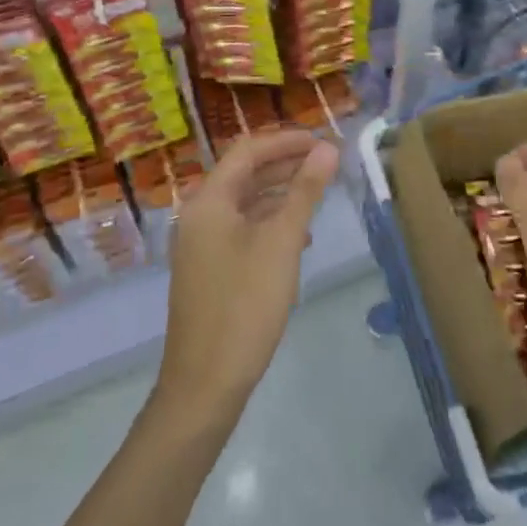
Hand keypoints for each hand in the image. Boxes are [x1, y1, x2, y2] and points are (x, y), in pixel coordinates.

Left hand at [155, 128, 338, 428]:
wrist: (205, 384)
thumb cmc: (245, 305)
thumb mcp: (282, 242)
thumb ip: (304, 192)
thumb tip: (327, 149)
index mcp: (209, 201)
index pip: (248, 150)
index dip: (286, 140)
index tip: (323, 140)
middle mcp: (199, 215)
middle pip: (245, 173)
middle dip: (286, 164)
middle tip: (327, 162)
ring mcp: (201, 244)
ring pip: (245, 202)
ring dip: (281, 193)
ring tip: (319, 193)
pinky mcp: (209, 269)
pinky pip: (242, 229)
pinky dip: (271, 222)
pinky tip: (300, 236)